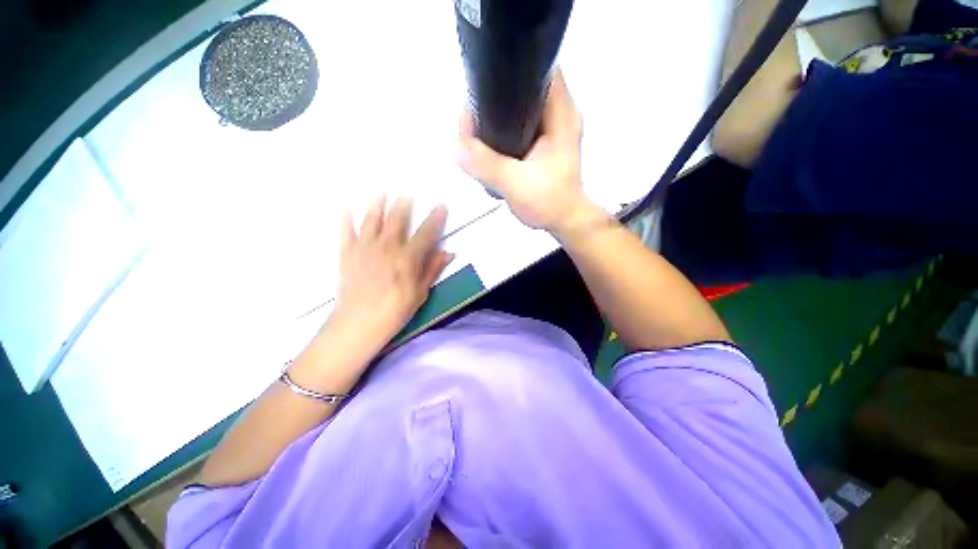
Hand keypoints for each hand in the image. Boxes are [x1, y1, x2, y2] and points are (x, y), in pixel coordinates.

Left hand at [333, 196, 453, 349]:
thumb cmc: (394, 311)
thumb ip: (433, 269)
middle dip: (404, 204)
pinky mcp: (347, 254)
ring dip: (377, 204)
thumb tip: (449, 253)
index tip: (441, 206)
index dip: (436, 218)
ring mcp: (365, 249)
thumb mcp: (420, 293)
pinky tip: (344, 205)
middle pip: (397, 219)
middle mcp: (387, 247)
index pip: (426, 233)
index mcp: (407, 258)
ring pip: (371, 220)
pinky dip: (344, 218)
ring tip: (381, 192)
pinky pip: (345, 231)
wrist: (358, 324)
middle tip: (408, 192)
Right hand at [457, 70, 596, 233]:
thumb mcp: (515, 184)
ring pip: (517, 107)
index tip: (480, 91)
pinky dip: (501, 131)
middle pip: (521, 87)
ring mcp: (551, 128)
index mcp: (561, 113)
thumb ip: (485, 164)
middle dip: (492, 99)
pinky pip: (517, 125)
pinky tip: (488, 146)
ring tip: (474, 137)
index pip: (536, 68)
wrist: (564, 221)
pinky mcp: (543, 143)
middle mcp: (559, 113)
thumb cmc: (549, 202)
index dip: (507, 71)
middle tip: (470, 124)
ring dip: (494, 117)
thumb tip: (456, 146)